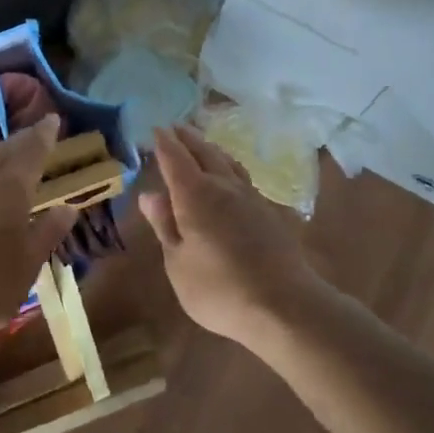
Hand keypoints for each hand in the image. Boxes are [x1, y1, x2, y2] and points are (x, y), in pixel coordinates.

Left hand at [0, 115, 77, 357]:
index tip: (52, 117)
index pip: (32, 149)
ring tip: (4, 157)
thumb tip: (68, 207)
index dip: (44, 133)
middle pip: (3, 149)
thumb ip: (48, 232)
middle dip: (20, 140)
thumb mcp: (27, 266)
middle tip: (33, 135)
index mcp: (11, 188)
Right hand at [142, 125, 322, 347]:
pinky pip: (242, 175)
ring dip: (210, 148)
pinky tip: (230, 174)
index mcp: (194, 195)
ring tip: (201, 144)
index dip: (163, 143)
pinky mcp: (268, 210)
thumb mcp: (178, 263)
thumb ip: (165, 225)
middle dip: (187, 138)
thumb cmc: (219, 289)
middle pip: (203, 152)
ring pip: (226, 160)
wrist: (283, 304)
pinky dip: (228, 165)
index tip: (155, 129)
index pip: (175, 158)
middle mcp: (222, 186)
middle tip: (175, 128)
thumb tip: (150, 195)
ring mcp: (250, 196)